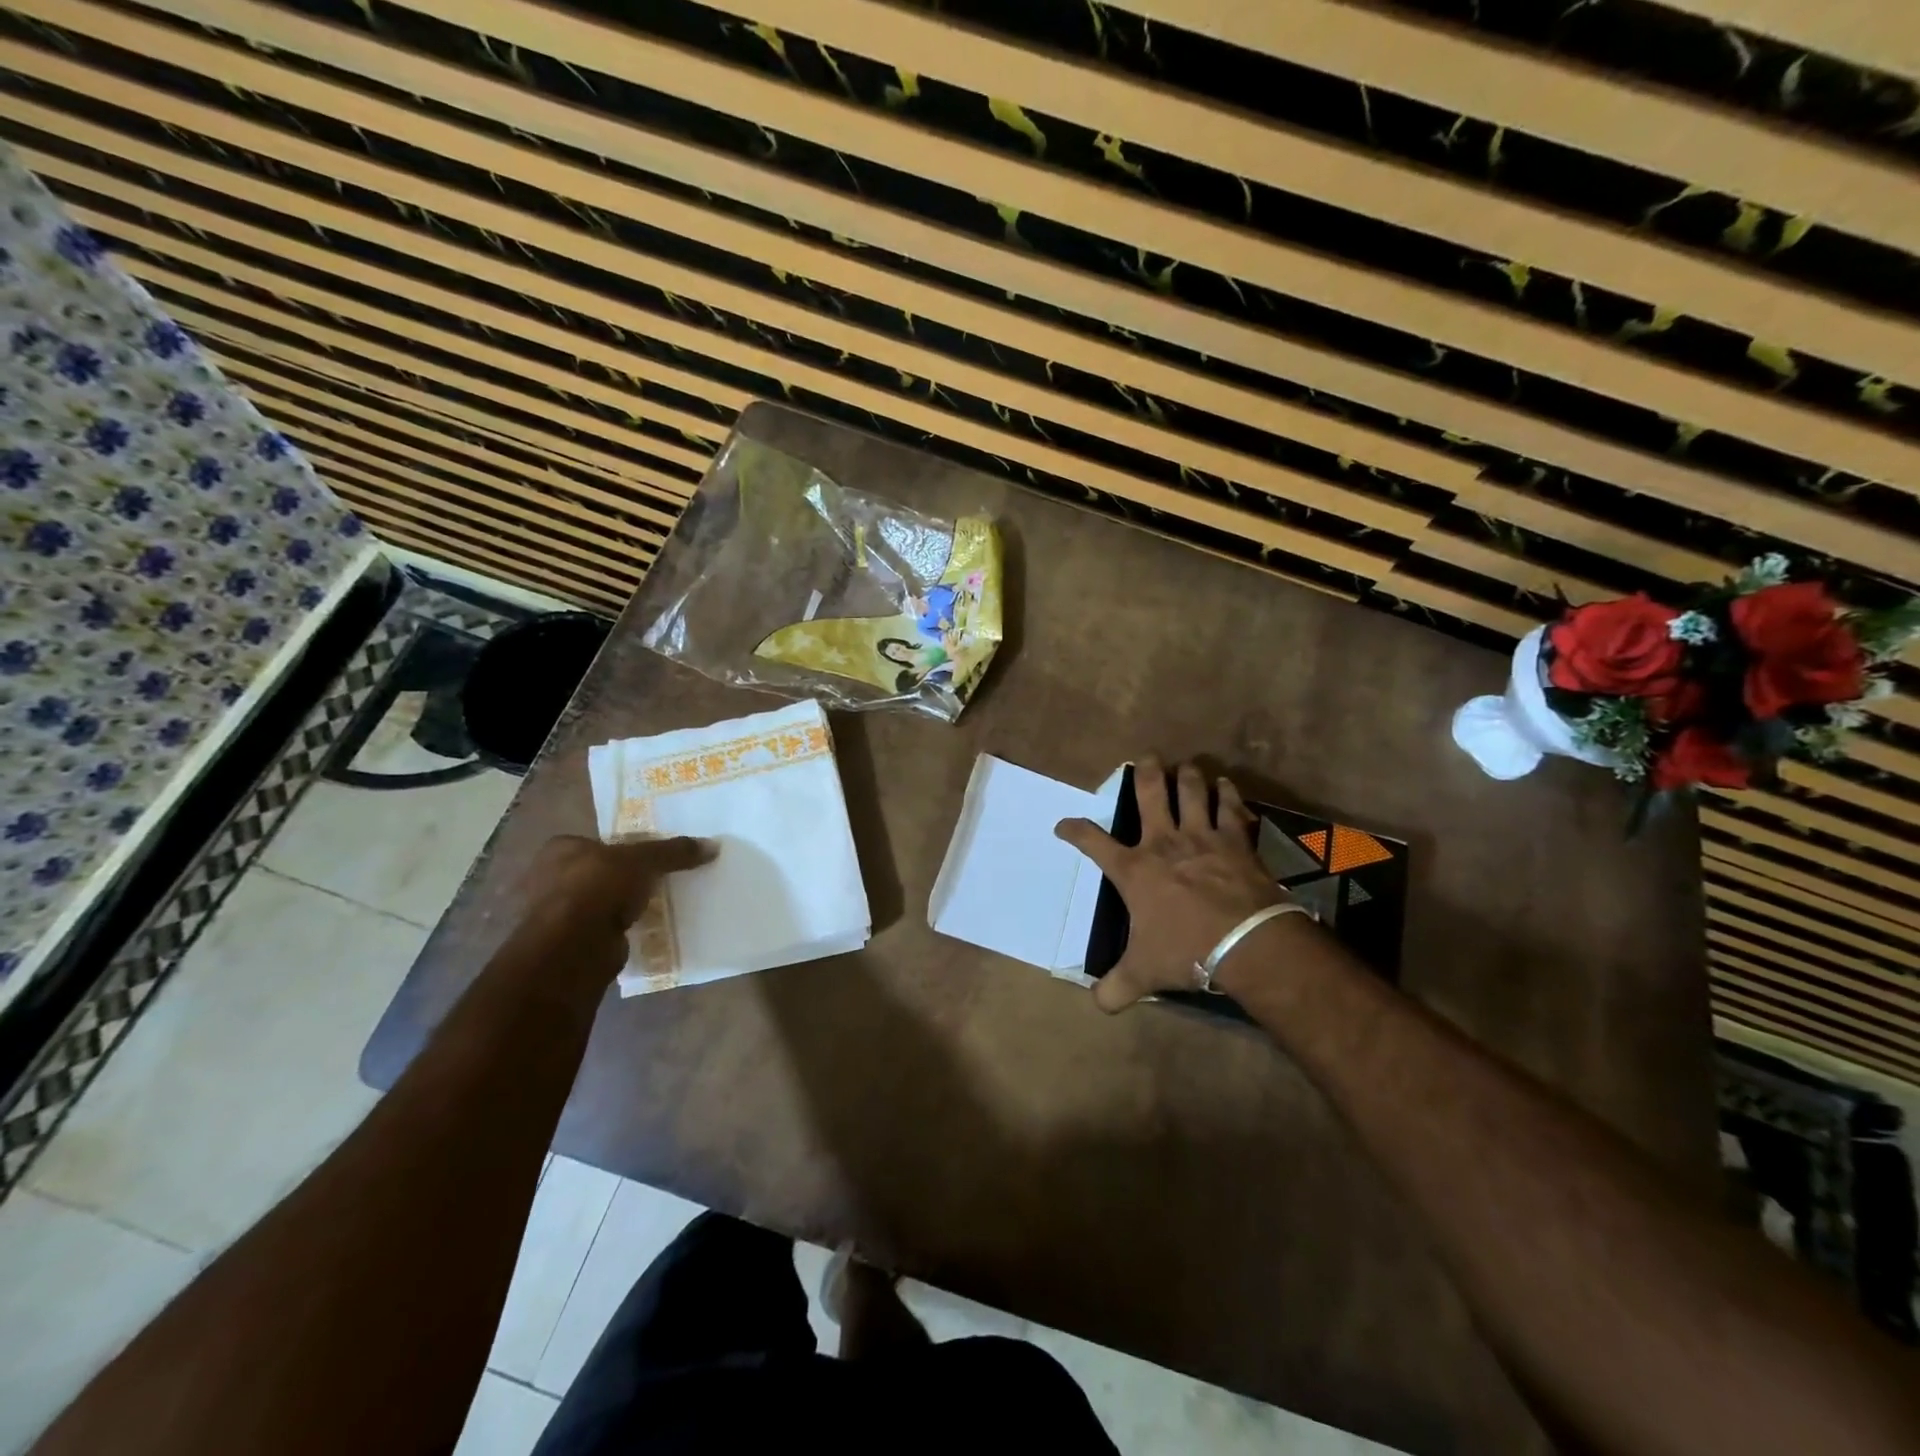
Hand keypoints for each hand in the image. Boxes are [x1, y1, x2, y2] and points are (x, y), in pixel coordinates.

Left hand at [520, 834, 716, 962]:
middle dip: (625, 880)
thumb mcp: (645, 860)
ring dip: (623, 908)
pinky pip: (602, 930)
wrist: (573, 947)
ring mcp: (556, 914)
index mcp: (560, 849)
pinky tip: (643, 932)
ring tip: (657, 907)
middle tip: (660, 881)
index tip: (653, 858)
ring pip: (601, 903)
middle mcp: (549, 878)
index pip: (599, 842)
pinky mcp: (568, 944)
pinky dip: (619, 931)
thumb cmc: (599, 887)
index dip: (626, 848)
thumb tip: (713, 846)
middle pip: (600, 873)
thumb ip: (674, 852)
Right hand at [1055, 758, 1285, 1011]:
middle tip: (1145, 759)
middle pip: (1149, 794)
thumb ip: (1116, 987)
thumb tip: (1098, 1004)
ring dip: (1188, 776)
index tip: (1064, 825)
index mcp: (1133, 869)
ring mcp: (1202, 837)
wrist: (1244, 942)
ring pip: (1192, 791)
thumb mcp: (1143, 974)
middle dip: (1144, 773)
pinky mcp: (1236, 841)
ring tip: (1186, 766)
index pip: (1092, 841)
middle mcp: (1164, 842)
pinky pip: (1231, 808)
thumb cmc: (1185, 951)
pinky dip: (1228, 794)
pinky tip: (1227, 786)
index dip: (1074, 830)